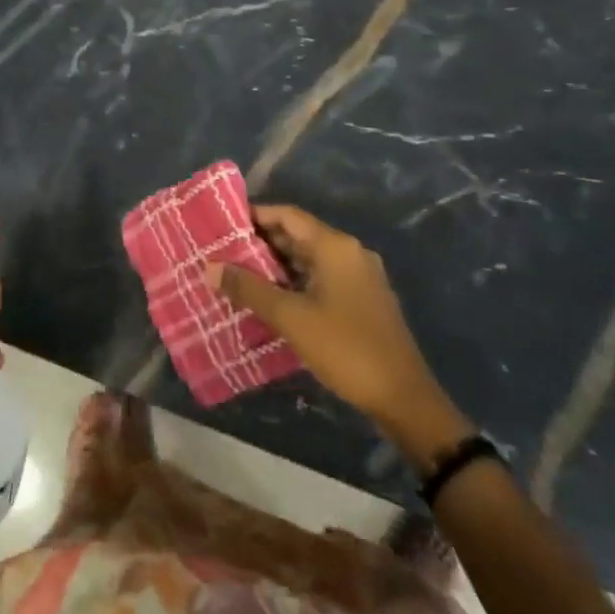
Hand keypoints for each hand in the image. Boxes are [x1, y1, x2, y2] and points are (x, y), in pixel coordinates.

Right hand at [208, 203, 471, 469]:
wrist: (403, 398)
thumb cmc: (345, 348)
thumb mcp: (290, 317)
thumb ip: (248, 288)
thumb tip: (210, 267)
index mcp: (335, 246)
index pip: (287, 215)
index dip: (254, 216)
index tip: (222, 225)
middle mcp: (349, 252)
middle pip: (298, 234)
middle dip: (261, 242)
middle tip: (223, 251)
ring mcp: (359, 276)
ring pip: (309, 258)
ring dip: (276, 265)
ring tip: (239, 274)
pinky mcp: (363, 299)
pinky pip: (321, 277)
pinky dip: (295, 281)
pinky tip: (271, 299)